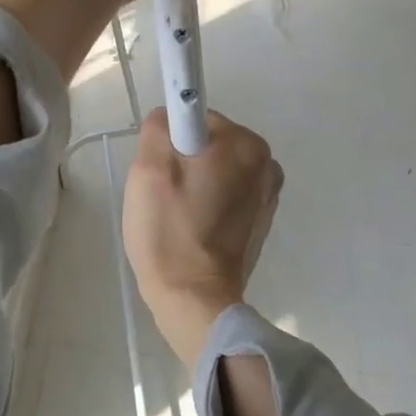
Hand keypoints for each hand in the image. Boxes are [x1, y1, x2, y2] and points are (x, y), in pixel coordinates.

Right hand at [122, 108, 283, 367]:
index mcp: (246, 144)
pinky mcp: (260, 219)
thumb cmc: (170, 231)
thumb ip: (160, 126)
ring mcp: (267, 193)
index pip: (195, 118)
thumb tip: (169, 117)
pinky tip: (192, 228)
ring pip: (214, 169)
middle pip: (206, 143)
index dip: (170, 141)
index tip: (159, 171)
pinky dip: (207, 203)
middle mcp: (266, 163)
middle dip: (181, 161)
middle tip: (162, 195)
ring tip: (176, 215)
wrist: (194, 298)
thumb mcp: (149, 169)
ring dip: (193, 183)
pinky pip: (224, 193)